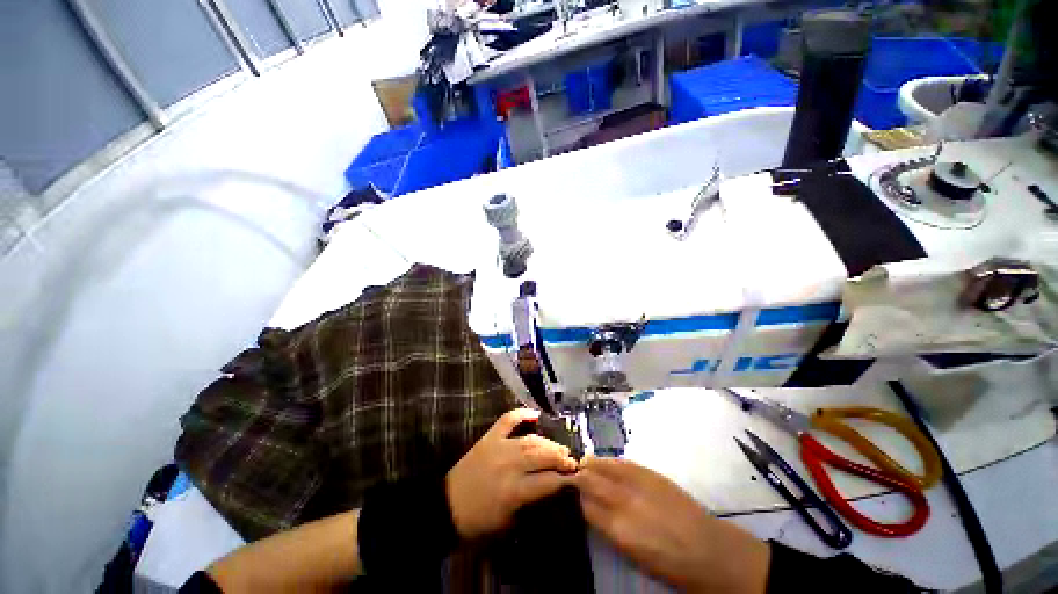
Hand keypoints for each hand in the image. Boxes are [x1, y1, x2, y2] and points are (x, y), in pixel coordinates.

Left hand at [446, 408, 577, 539]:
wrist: (446, 506)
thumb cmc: (478, 520)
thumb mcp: (508, 521)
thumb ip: (531, 502)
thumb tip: (551, 487)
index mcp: (513, 490)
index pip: (547, 481)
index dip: (564, 479)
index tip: (576, 477)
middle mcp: (508, 464)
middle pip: (541, 455)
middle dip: (560, 456)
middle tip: (571, 459)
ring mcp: (498, 447)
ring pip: (529, 439)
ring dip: (547, 442)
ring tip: (559, 446)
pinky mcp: (489, 437)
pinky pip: (507, 420)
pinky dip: (521, 413)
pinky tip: (535, 414)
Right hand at [574, 456, 770, 593]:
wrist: (708, 550)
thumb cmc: (668, 563)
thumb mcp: (632, 554)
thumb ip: (608, 529)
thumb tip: (591, 510)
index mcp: (617, 529)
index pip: (585, 505)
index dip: (576, 497)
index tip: (570, 492)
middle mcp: (623, 502)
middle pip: (590, 482)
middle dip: (578, 477)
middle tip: (570, 473)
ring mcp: (637, 484)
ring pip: (604, 467)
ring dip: (591, 464)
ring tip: (582, 462)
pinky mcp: (650, 473)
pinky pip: (623, 462)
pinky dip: (610, 461)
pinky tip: (604, 460)